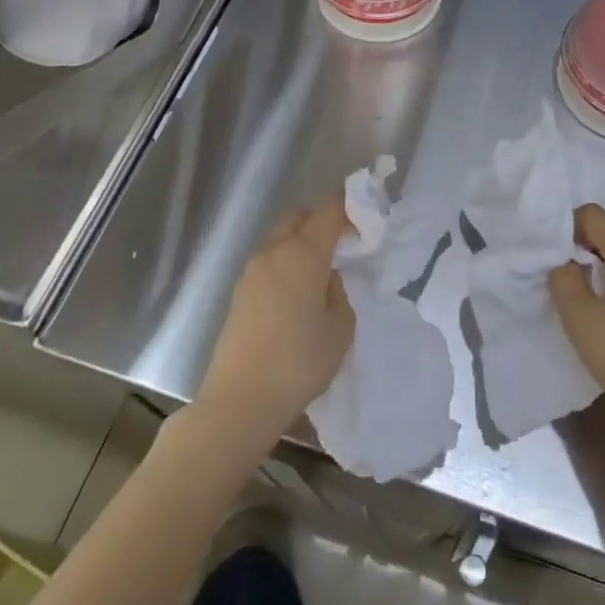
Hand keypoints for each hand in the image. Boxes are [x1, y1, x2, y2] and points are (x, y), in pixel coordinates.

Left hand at [196, 195, 355, 453]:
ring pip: (280, 239)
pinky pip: (268, 263)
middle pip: (298, 216)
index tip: (365, 212)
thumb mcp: (340, 329)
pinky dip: (285, 265)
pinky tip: (297, 296)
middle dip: (320, 219)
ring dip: (300, 244)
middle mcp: (274, 252)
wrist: (240, 400)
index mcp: (303, 253)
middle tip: (342, 243)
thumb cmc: (299, 362)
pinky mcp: (239, 294)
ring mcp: (251, 272)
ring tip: (320, 274)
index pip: (328, 210)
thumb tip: (325, 279)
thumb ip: (338, 293)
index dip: (348, 203)